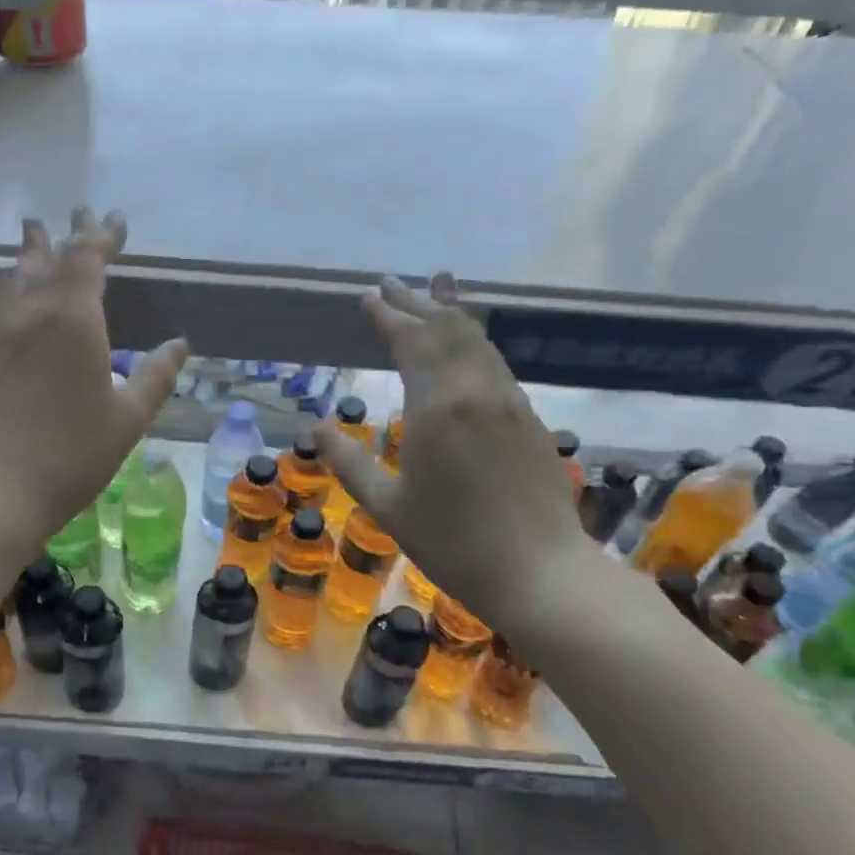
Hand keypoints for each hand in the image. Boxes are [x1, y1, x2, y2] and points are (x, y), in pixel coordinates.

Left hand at [0, 209, 187, 547]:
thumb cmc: (70, 455)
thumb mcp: (127, 420)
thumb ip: (155, 377)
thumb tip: (179, 345)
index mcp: (73, 318)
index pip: (87, 257)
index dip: (102, 235)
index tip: (115, 219)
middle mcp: (31, 311)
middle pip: (47, 256)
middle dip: (67, 233)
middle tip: (78, 214)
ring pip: (14, 275)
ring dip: (30, 252)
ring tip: (35, 234)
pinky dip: (10, 282)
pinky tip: (9, 289)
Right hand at [315, 274, 596, 633]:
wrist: (539, 572)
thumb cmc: (452, 543)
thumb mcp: (387, 506)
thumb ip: (349, 462)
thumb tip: (316, 429)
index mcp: (437, 406)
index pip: (410, 341)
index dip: (387, 315)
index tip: (368, 295)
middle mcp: (476, 390)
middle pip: (447, 329)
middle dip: (417, 302)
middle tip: (393, 282)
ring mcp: (509, 401)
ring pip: (478, 340)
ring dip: (452, 312)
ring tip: (438, 287)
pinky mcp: (530, 419)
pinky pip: (496, 362)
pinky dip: (476, 340)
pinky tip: (470, 343)